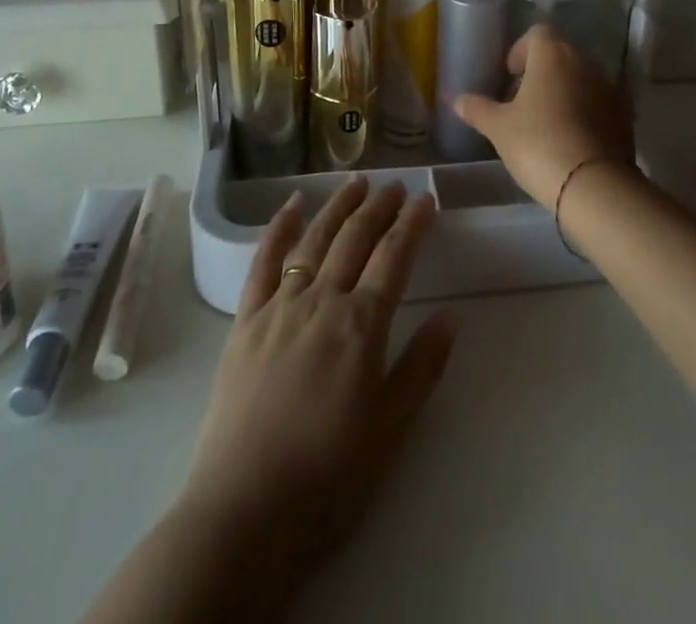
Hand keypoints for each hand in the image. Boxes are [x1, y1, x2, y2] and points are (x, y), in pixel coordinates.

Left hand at [173, 176, 456, 589]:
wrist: (243, 513)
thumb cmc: (327, 478)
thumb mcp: (390, 431)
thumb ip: (421, 367)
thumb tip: (452, 315)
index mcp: (361, 326)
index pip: (394, 257)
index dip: (412, 224)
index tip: (425, 199)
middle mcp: (321, 301)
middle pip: (355, 238)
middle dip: (379, 206)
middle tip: (395, 185)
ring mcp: (279, 306)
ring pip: (314, 239)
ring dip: (337, 206)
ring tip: (355, 182)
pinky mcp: (245, 320)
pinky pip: (263, 262)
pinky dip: (278, 228)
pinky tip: (291, 205)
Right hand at [453, 25, 633, 208]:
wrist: (594, 185)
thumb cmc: (538, 144)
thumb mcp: (499, 128)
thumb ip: (478, 109)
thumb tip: (457, 99)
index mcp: (553, 55)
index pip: (537, 33)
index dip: (521, 50)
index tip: (510, 75)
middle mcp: (584, 62)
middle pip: (561, 54)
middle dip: (541, 71)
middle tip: (522, 101)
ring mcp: (609, 88)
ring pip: (581, 78)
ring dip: (564, 91)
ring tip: (545, 122)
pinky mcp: (625, 115)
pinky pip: (598, 102)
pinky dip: (584, 111)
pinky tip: (570, 138)